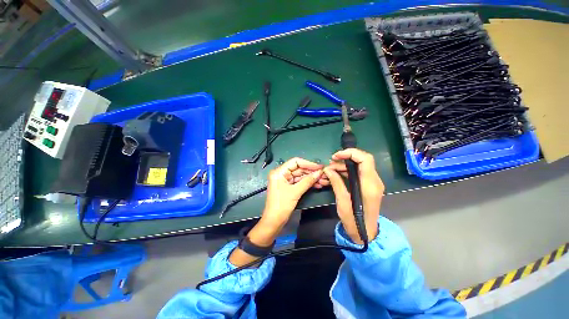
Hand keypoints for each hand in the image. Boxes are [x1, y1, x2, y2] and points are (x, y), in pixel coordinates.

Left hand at [230, 158, 324, 266]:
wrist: (274, 222)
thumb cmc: (281, 205)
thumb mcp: (295, 192)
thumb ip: (307, 181)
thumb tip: (319, 172)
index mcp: (279, 172)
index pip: (295, 162)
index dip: (308, 163)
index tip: (319, 167)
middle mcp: (281, 174)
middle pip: (298, 169)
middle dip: (311, 172)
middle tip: (323, 174)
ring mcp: (285, 180)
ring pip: (300, 176)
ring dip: (311, 178)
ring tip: (323, 180)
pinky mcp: (288, 187)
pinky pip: (299, 182)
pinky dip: (307, 183)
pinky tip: (317, 184)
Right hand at [324, 148, 383, 243]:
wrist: (366, 234)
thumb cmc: (354, 221)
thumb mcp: (342, 202)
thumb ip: (336, 183)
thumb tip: (328, 170)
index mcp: (369, 185)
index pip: (365, 159)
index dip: (351, 153)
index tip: (336, 156)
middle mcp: (374, 181)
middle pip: (362, 160)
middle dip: (344, 159)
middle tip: (330, 164)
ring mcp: (372, 183)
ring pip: (358, 166)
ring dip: (343, 166)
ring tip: (329, 171)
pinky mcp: (368, 186)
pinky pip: (357, 173)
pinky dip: (346, 172)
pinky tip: (335, 176)